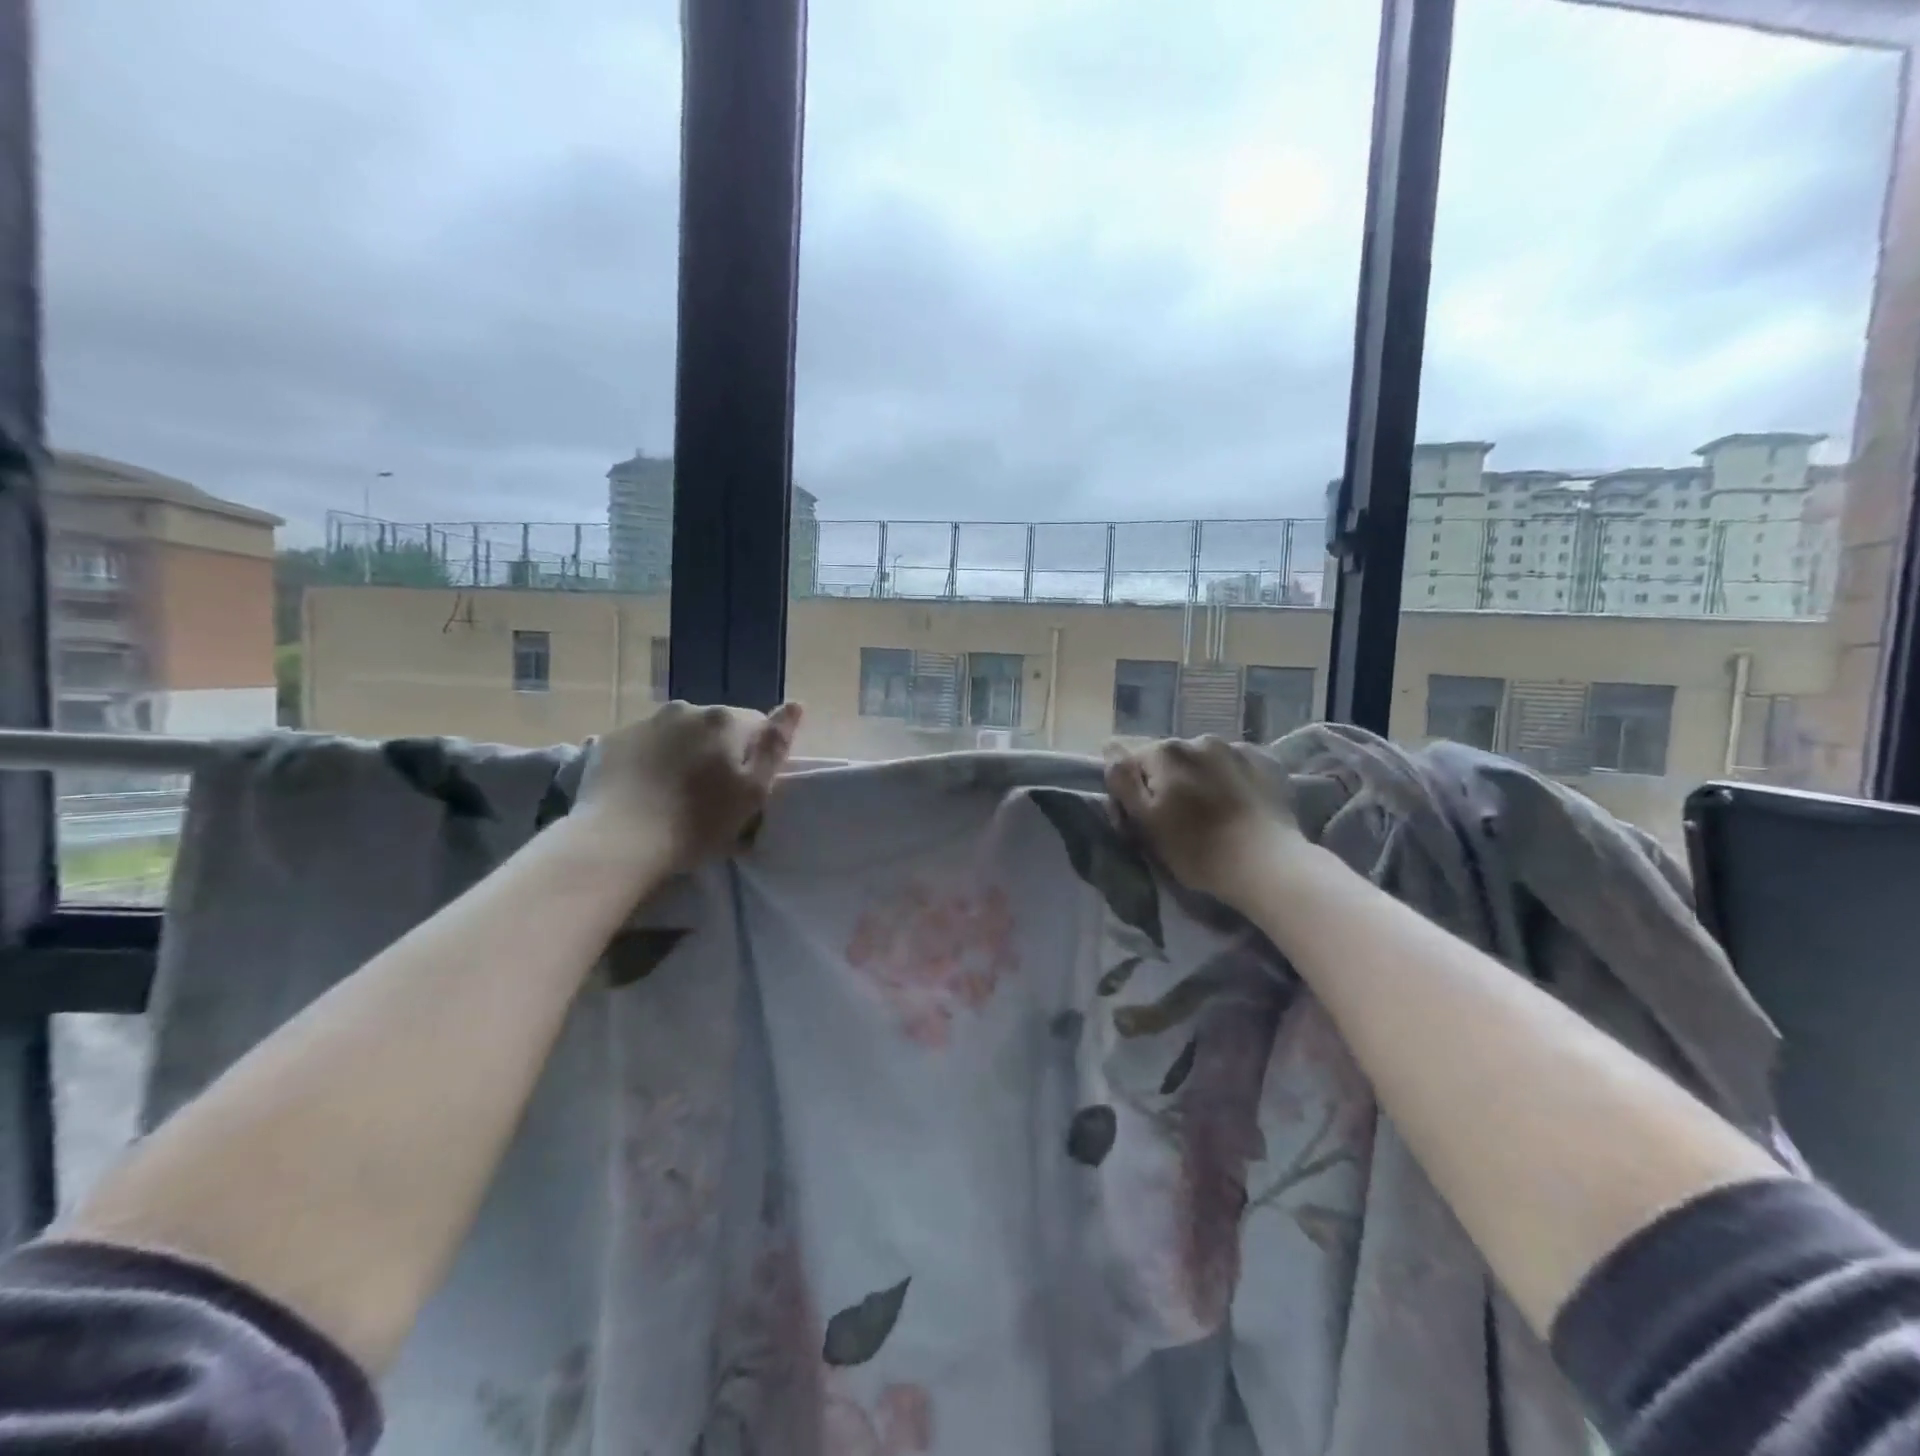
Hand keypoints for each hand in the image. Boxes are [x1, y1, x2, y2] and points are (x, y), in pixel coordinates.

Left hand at [572, 700, 802, 874]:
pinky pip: (645, 745)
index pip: (758, 726)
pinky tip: (645, 792)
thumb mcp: (753, 792)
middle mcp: (687, 709)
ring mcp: (645, 722)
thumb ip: (776, 745)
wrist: (618, 841)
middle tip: (711, 796)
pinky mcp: (612, 741)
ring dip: (684, 754)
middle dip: (719, 752)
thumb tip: (796, 704)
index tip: (746, 788)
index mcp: (726, 720)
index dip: (756, 757)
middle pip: (717, 727)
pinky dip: (651, 761)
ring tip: (674, 795)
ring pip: (679, 734)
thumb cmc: (698, 822)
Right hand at [1103, 734, 1305, 910]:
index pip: (1130, 760)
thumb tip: (1109, 746)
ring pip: (1200, 759)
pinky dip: (1227, 778)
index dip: (1131, 788)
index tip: (1143, 816)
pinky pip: (1232, 764)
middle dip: (1165, 780)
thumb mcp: (1145, 821)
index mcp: (1164, 751)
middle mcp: (1197, 739)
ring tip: (1211, 812)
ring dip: (1197, 777)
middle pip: (1167, 758)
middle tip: (1178, 819)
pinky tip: (1236, 804)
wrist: (1269, 865)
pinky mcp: (1265, 762)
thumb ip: (1122, 779)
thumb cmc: (1197, 849)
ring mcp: (1235, 748)